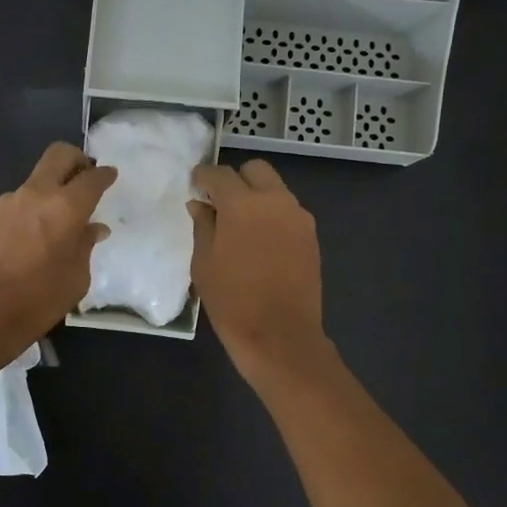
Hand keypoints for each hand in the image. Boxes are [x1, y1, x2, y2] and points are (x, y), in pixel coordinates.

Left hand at [0, 143, 115, 362]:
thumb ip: (85, 246)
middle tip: (87, 177)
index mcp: (64, 207)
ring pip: (37, 179)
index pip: (91, 178)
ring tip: (63, 218)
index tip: (110, 176)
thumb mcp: (76, 278)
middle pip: (58, 156)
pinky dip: (36, 207)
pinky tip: (39, 235)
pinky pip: (21, 201)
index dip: (104, 175)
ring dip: (53, 188)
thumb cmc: (37, 301)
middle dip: (77, 160)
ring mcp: (8, 203)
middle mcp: (35, 194)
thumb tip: (93, 228)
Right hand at [189, 160, 331, 385]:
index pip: (220, 174)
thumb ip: (203, 226)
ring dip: (256, 197)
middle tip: (220, 202)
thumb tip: (201, 205)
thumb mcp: (204, 263)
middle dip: (236, 179)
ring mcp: (298, 217)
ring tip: (240, 224)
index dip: (204, 176)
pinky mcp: (311, 236)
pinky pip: (288, 212)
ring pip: (275, 190)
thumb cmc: (232, 301)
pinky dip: (272, 216)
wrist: (279, 335)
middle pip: (255, 170)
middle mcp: (275, 201)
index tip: (195, 184)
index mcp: (243, 204)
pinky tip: (260, 241)